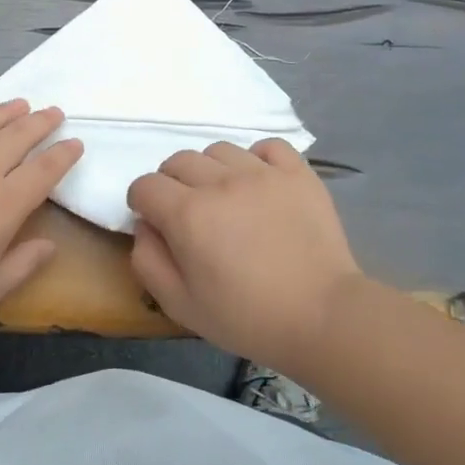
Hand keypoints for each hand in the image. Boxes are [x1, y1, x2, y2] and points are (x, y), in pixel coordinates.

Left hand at [0, 100, 83, 331]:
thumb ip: (23, 265)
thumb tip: (50, 246)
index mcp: (3, 204)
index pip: (44, 170)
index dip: (64, 154)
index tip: (76, 143)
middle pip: (17, 137)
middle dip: (41, 122)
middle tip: (54, 113)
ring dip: (4, 111)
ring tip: (20, 103)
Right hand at [128, 139, 359, 370]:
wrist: (322, 316)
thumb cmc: (245, 317)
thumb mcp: (179, 304)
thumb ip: (148, 261)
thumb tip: (145, 226)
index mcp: (187, 213)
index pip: (145, 185)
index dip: (142, 203)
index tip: (155, 223)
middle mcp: (220, 182)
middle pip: (178, 161)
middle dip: (171, 184)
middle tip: (188, 214)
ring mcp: (262, 173)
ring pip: (219, 150)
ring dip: (211, 171)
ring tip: (226, 199)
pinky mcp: (297, 174)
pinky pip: (267, 147)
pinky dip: (257, 159)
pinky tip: (260, 184)